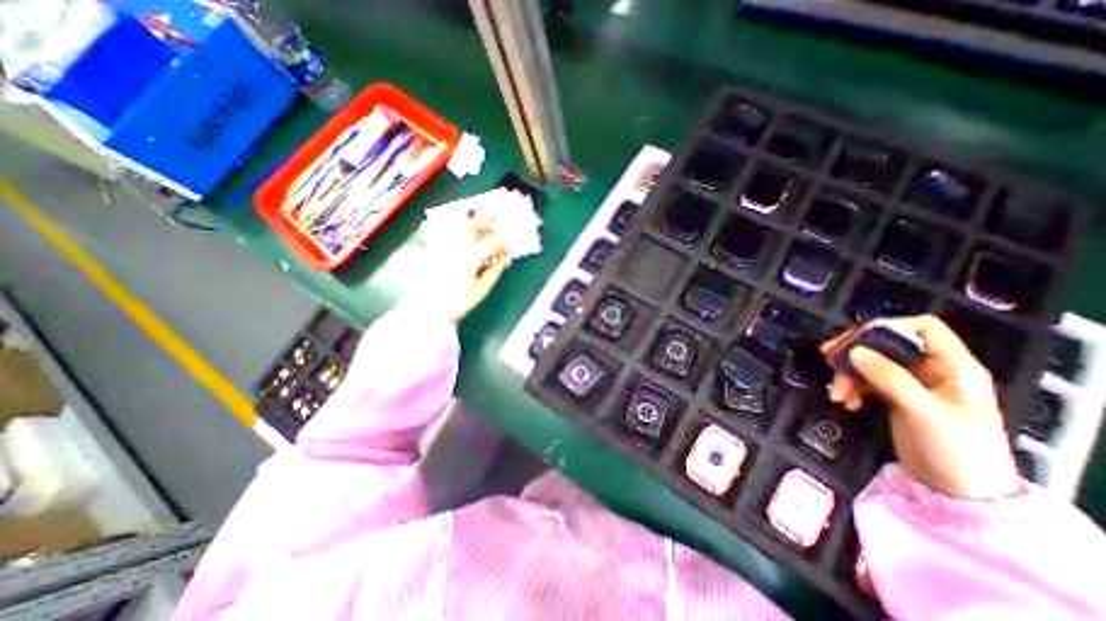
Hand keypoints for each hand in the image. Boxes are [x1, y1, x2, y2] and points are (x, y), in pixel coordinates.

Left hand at [409, 218, 507, 324]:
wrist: (429, 310)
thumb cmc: (458, 302)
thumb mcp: (481, 290)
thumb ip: (494, 271)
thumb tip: (506, 258)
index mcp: (466, 262)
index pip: (488, 243)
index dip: (501, 239)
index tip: (507, 241)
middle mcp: (452, 250)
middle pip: (469, 227)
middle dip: (484, 224)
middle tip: (492, 230)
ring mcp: (440, 248)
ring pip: (455, 226)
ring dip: (470, 225)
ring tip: (478, 233)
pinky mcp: (431, 249)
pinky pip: (445, 232)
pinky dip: (456, 230)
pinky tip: (463, 239)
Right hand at [819, 316, 1018, 500]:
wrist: (959, 494)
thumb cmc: (954, 450)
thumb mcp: (922, 411)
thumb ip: (889, 378)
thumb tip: (854, 351)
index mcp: (953, 366)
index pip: (923, 328)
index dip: (889, 327)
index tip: (856, 340)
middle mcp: (932, 369)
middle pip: (887, 343)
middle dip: (856, 351)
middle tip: (827, 358)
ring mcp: (913, 383)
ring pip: (871, 362)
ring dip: (849, 374)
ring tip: (837, 394)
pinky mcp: (896, 397)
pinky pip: (867, 381)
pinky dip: (853, 387)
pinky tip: (846, 402)